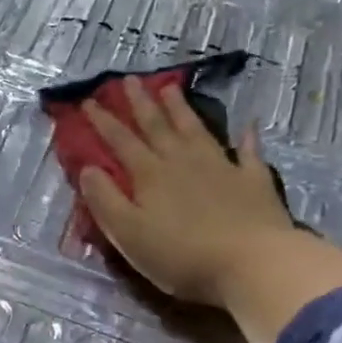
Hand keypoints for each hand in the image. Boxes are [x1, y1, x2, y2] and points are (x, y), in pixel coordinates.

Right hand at [79, 78, 341, 342]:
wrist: (252, 263)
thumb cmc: (182, 255)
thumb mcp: (129, 234)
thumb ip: (105, 201)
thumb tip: (88, 169)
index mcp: (150, 176)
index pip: (121, 142)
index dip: (103, 121)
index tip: (89, 101)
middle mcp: (182, 162)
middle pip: (157, 126)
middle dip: (140, 103)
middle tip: (128, 80)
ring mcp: (221, 167)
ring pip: (195, 129)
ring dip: (181, 109)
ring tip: (170, 87)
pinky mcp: (253, 180)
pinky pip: (249, 152)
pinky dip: (246, 137)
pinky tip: (248, 124)